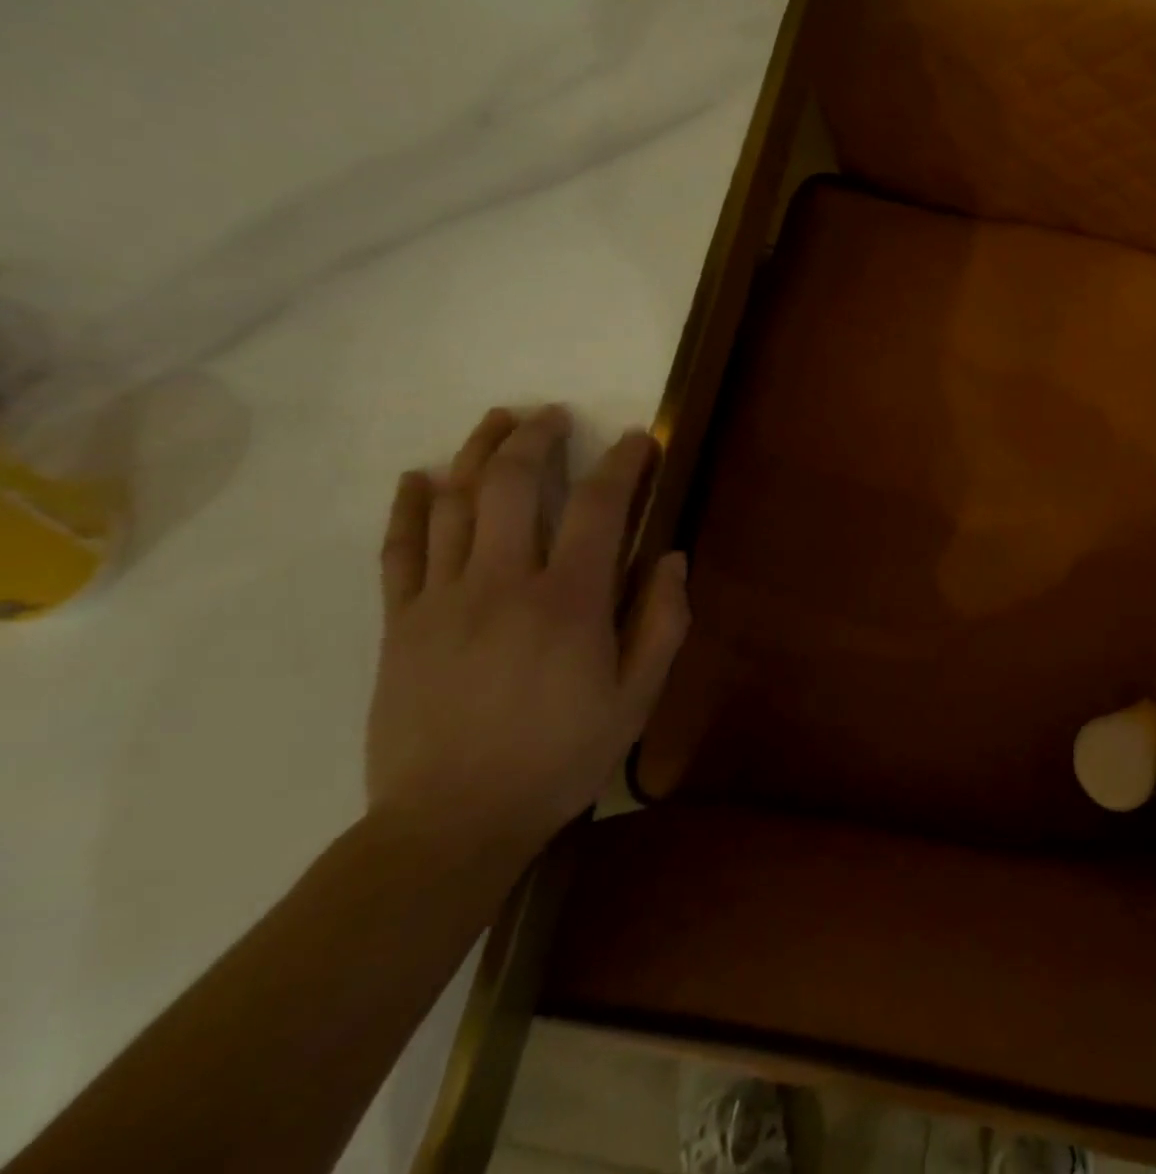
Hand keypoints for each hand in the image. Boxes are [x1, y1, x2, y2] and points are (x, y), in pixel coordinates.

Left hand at [367, 405, 690, 859]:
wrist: (452, 823)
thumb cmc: (560, 758)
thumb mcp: (637, 699)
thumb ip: (662, 624)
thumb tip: (673, 559)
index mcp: (569, 602)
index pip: (599, 507)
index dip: (624, 463)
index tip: (639, 439)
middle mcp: (503, 583)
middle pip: (512, 484)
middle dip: (536, 437)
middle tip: (555, 415)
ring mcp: (443, 598)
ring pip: (452, 501)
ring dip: (477, 451)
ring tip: (499, 421)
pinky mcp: (401, 622)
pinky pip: (399, 548)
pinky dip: (408, 504)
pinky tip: (418, 476)